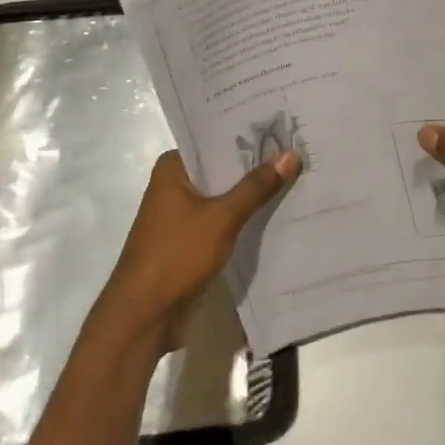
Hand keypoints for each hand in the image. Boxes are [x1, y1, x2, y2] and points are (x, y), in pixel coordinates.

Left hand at [98, 148, 298, 352]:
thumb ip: (256, 187)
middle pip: (223, 168)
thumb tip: (291, 155)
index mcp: (173, 168)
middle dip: (257, 165)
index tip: (286, 127)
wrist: (144, 317)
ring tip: (298, 178)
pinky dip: (245, 218)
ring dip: (253, 194)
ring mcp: (181, 215)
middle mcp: (175, 185)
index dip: (250, 134)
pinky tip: (278, 213)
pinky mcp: (190, 241)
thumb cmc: (176, 256)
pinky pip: (223, 220)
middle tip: (301, 151)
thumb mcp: (222, 218)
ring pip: (225, 196)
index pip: (216, 140)